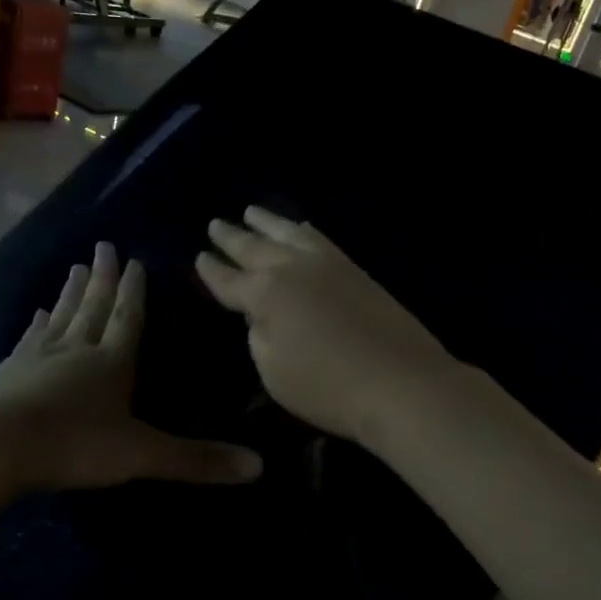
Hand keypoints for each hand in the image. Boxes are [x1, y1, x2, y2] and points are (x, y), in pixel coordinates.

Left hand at [0, 242, 262, 491]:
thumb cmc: (75, 445)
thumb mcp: (142, 454)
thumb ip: (197, 460)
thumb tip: (259, 467)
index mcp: (113, 362)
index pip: (128, 318)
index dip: (135, 292)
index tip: (134, 260)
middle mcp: (78, 350)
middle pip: (94, 307)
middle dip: (104, 279)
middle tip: (105, 246)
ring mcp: (39, 357)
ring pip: (62, 316)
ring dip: (73, 292)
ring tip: (78, 266)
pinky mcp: (9, 371)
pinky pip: (30, 339)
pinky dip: (37, 324)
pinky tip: (37, 313)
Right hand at [194, 207, 456, 449]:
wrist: (401, 382)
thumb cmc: (327, 388)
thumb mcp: (273, 372)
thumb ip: (259, 337)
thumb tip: (262, 315)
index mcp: (265, 294)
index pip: (228, 280)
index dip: (211, 271)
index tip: (199, 257)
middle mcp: (292, 269)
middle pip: (255, 247)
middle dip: (233, 237)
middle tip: (216, 223)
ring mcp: (328, 265)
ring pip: (290, 233)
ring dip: (268, 222)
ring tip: (252, 211)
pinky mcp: (357, 271)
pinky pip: (321, 239)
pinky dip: (304, 231)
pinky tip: (303, 230)